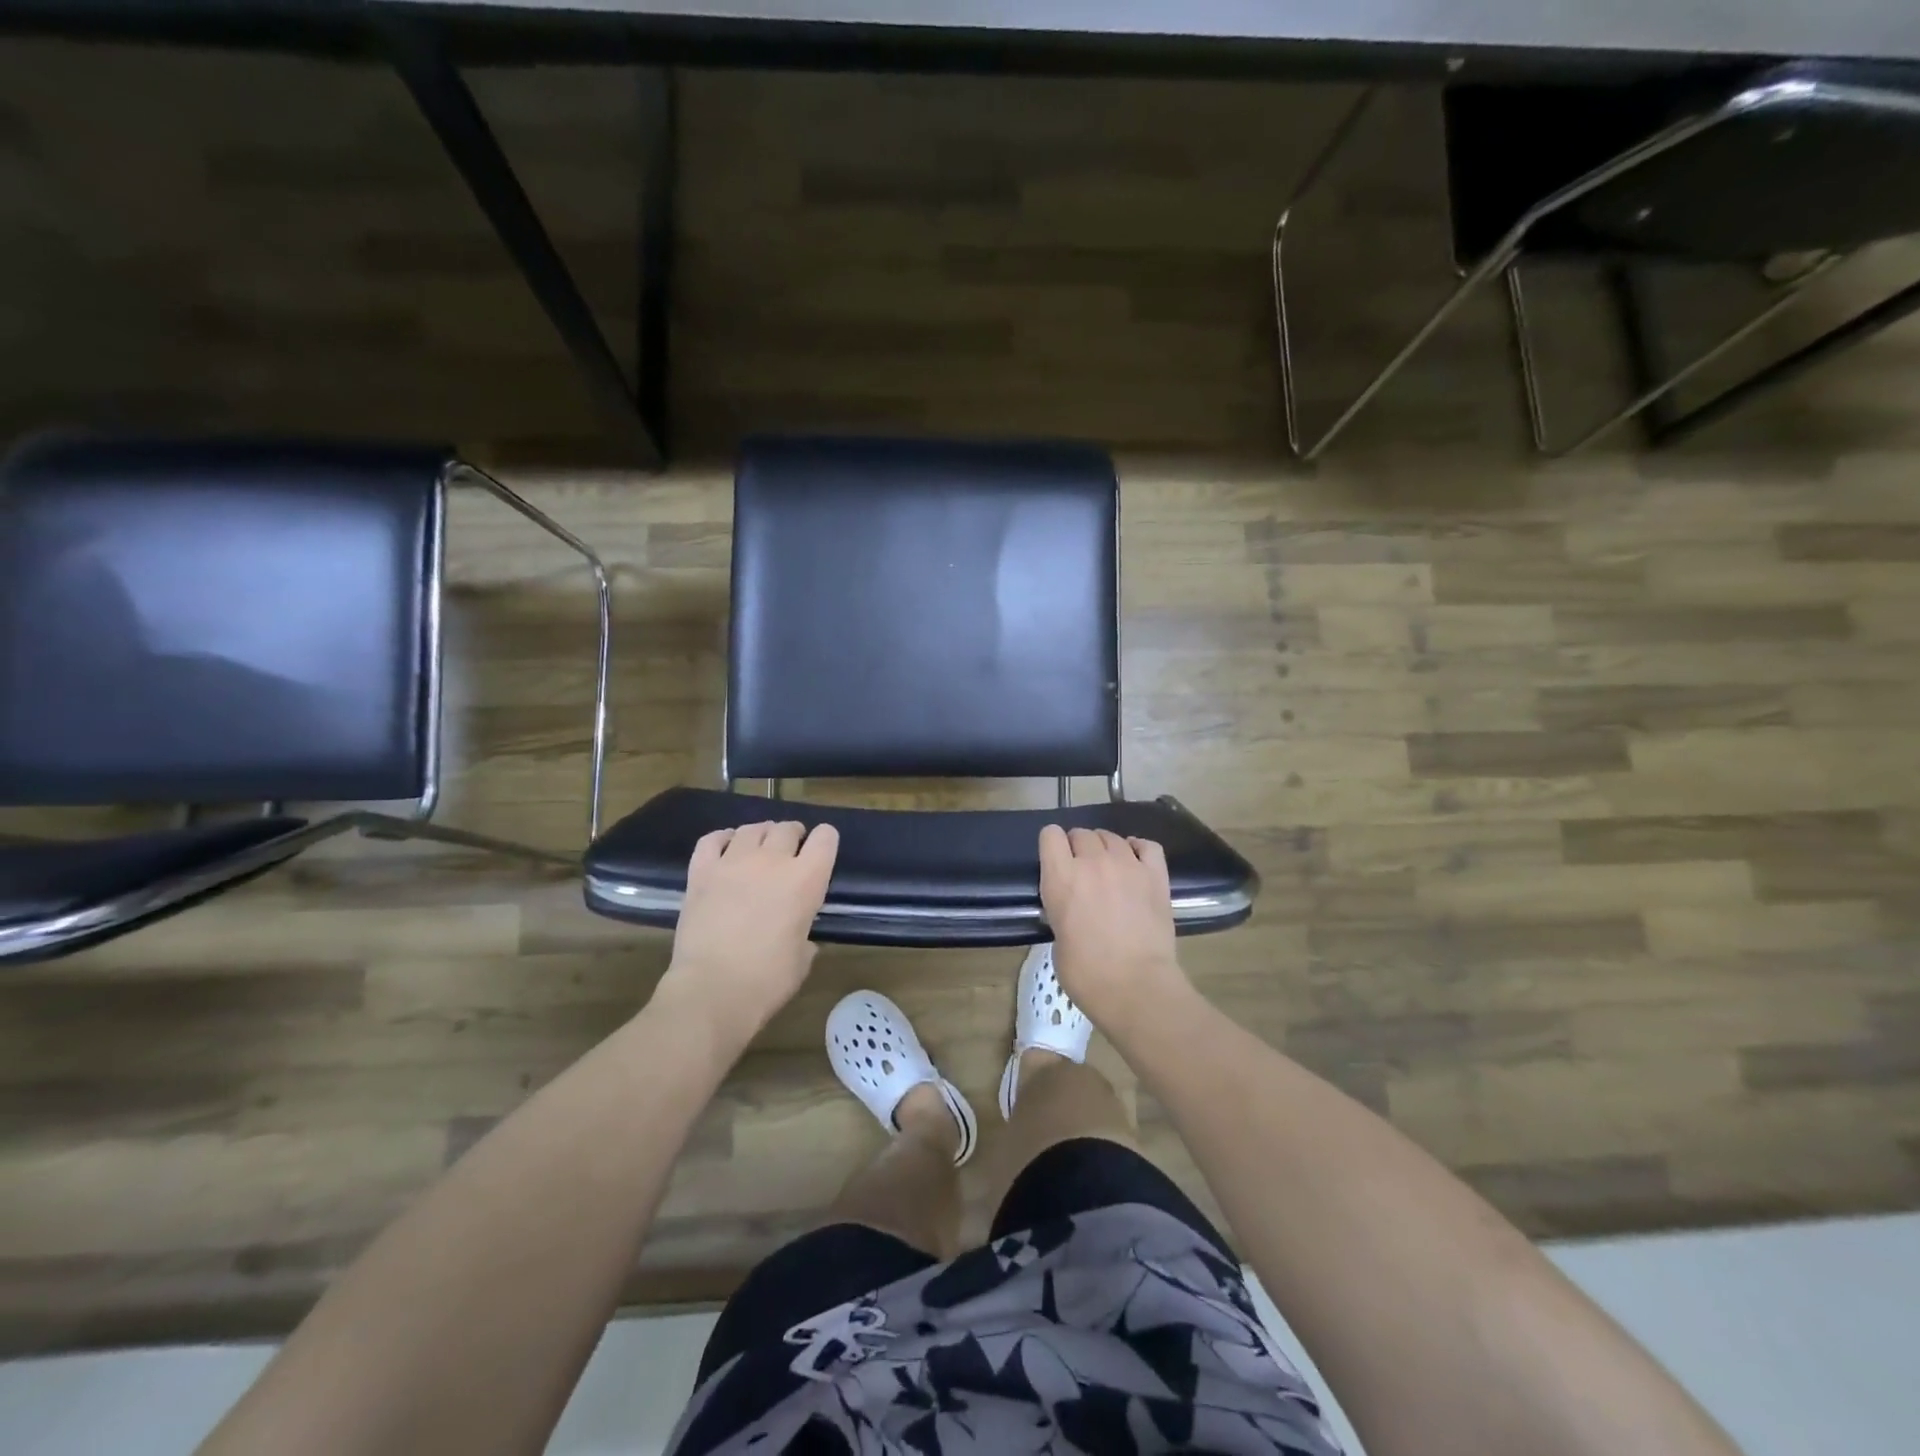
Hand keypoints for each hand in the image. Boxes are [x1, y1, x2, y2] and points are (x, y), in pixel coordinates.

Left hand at [654, 820, 839, 1052]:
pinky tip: (726, 847)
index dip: (825, 841)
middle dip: (793, 836)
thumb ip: (804, 934)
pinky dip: (723, 838)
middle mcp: (772, 861)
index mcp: (806, 880)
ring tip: (759, 848)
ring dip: (761, 835)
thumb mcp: (802, 958)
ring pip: (752, 829)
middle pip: (787, 828)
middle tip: (789, 852)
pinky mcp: (701, 872)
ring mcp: (734, 862)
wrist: (712, 990)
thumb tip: (799, 935)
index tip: (820, 852)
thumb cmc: (767, 981)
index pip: (825, 838)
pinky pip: (712, 839)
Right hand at [1038, 825, 1190, 1033]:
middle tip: (1082, 871)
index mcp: (1061, 878)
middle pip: (1082, 833)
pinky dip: (1138, 848)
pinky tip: (1135, 859)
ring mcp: (1127, 865)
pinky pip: (1147, 845)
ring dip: (1105, 848)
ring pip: (1111, 837)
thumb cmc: (1087, 974)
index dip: (1052, 846)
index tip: (1055, 861)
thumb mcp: (1057, 938)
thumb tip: (1072, 909)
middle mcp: (1093, 863)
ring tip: (1109, 868)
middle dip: (1078, 847)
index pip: (1050, 835)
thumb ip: (1061, 910)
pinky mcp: (1156, 876)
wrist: (1136, 987)